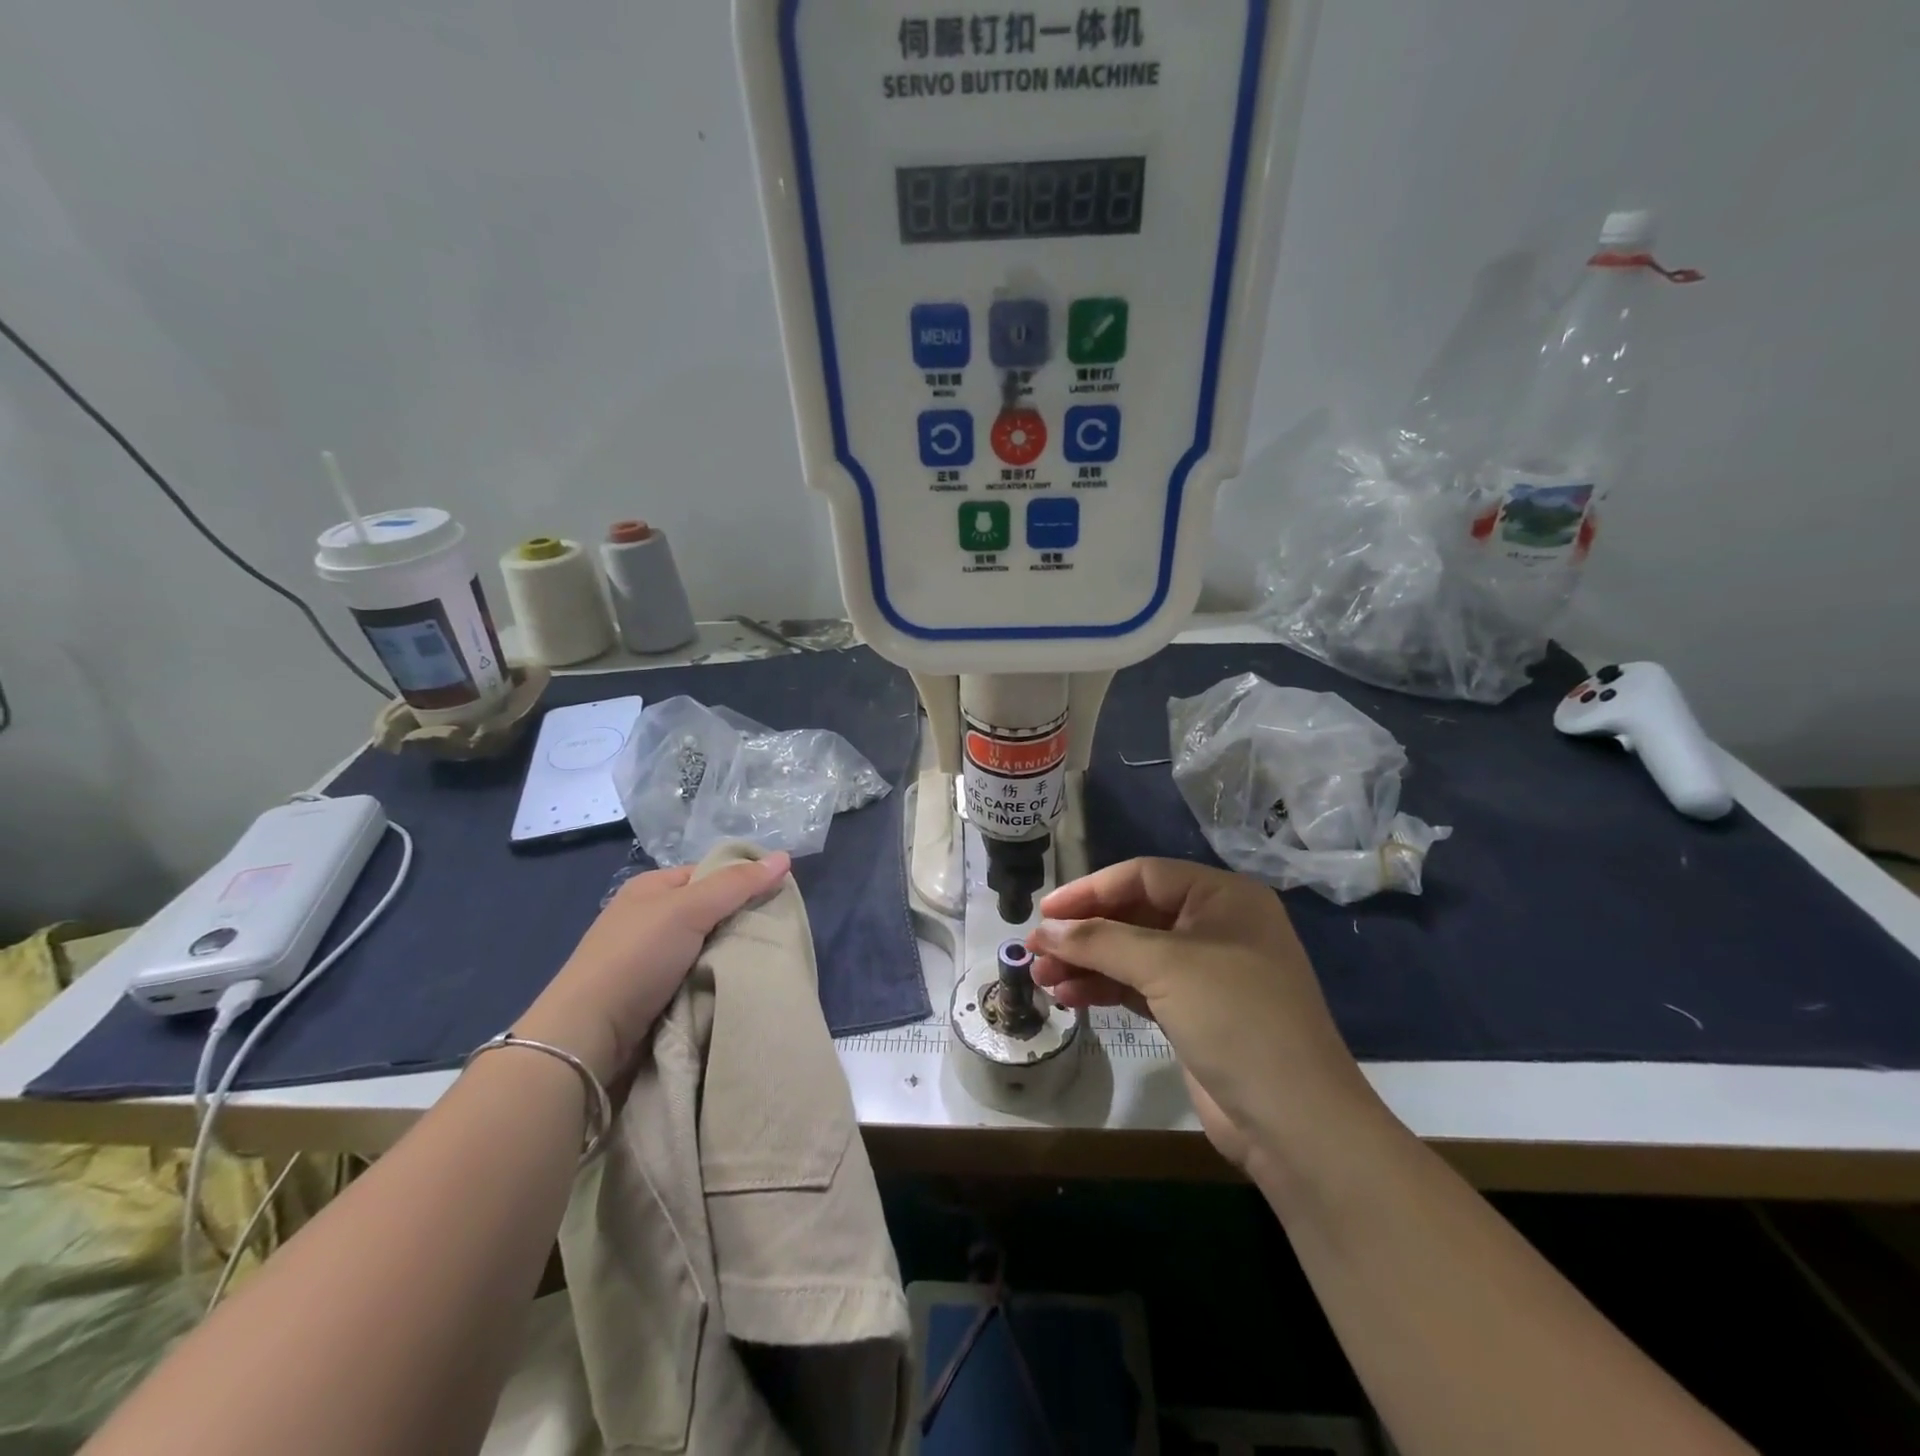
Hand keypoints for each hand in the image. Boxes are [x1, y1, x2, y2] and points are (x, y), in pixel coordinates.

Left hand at [515, 852, 790, 1083]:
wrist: (588, 1036)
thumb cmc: (636, 958)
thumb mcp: (688, 909)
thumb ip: (737, 885)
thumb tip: (784, 856)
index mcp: (652, 889)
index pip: (710, 874)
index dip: (743, 881)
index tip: (778, 899)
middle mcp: (650, 919)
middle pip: (712, 911)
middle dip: (742, 923)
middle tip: (776, 935)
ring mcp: (651, 960)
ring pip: (709, 948)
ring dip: (732, 957)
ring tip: (766, 963)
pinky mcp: (655, 996)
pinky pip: (698, 979)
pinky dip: (717, 982)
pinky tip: (739, 987)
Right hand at [1028, 858, 1374, 1172]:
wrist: (1295, 1121)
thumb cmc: (1236, 1018)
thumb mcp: (1166, 967)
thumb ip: (1100, 941)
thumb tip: (1044, 930)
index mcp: (1223, 897)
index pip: (1143, 875)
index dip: (1090, 890)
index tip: (1045, 912)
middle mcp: (1216, 926)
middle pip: (1134, 915)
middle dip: (1084, 933)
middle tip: (1035, 950)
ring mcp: (1207, 971)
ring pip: (1133, 954)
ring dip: (1087, 963)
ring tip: (1042, 978)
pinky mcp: (1195, 1011)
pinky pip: (1140, 986)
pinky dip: (1105, 988)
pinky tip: (1068, 996)